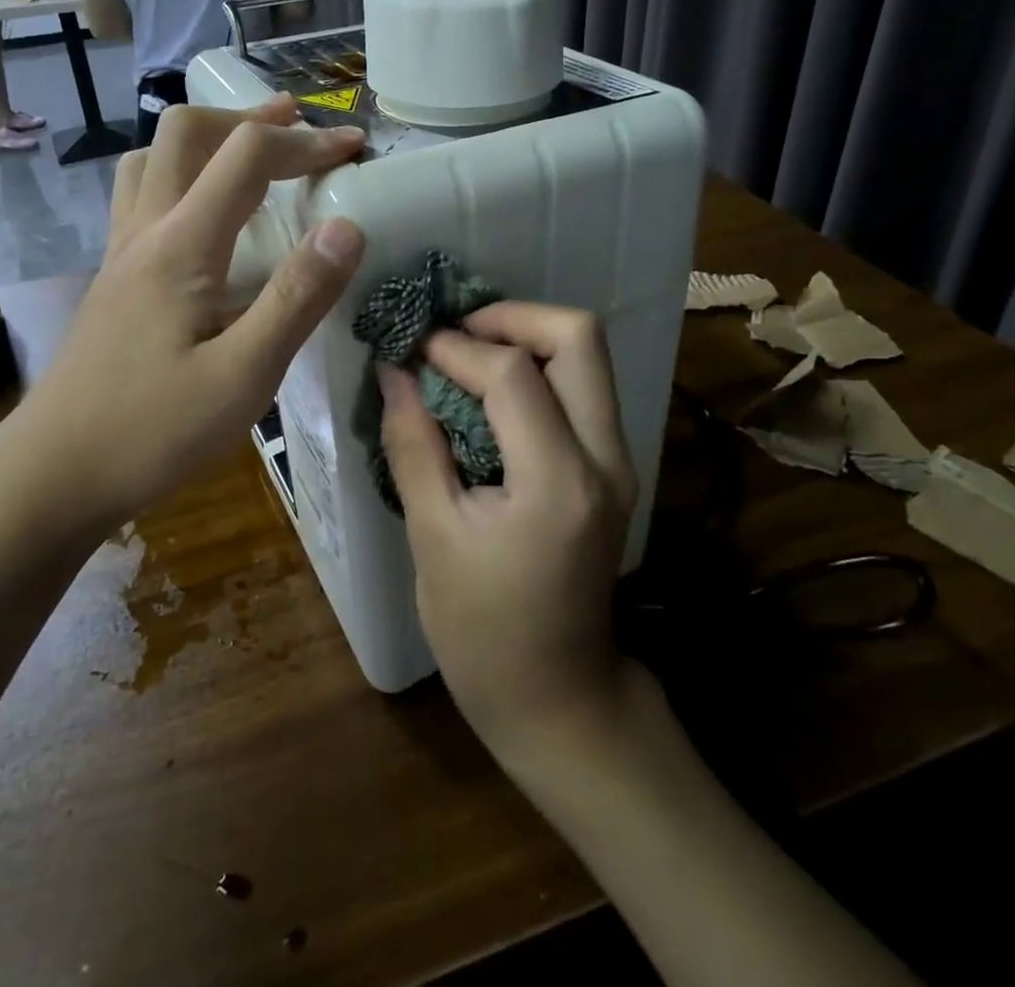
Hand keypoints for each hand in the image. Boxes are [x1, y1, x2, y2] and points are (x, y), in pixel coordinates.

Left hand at [0, 97, 364, 550]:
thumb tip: (348, 227)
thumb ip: (297, 298)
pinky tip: (205, 218)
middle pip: (184, 132)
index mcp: (182, 244)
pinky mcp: (113, 280)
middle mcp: (145, 232)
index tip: (353, 148)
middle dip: (247, 118)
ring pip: (151, 159)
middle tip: (296, 129)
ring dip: (205, 140)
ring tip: (249, 156)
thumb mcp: (245, 375)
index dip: (305, 141)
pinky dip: (181, 177)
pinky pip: (140, 196)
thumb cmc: (153, 431)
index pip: (246, 155)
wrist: (52, 475)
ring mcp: (121, 254)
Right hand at [380, 303, 637, 764]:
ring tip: (465, 354)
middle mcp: (605, 457)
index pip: (513, 374)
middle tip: (453, 334)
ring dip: (525, 338)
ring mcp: (619, 460)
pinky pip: (581, 387)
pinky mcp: (613, 466)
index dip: (455, 347)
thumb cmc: (482, 632)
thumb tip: (394, 371)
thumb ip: (414, 443)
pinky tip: (488, 389)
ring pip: (587, 355)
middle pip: (580, 336)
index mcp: (559, 481)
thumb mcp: (433, 538)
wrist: (559, 697)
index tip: (411, 348)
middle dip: (511, 318)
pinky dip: (536, 368)